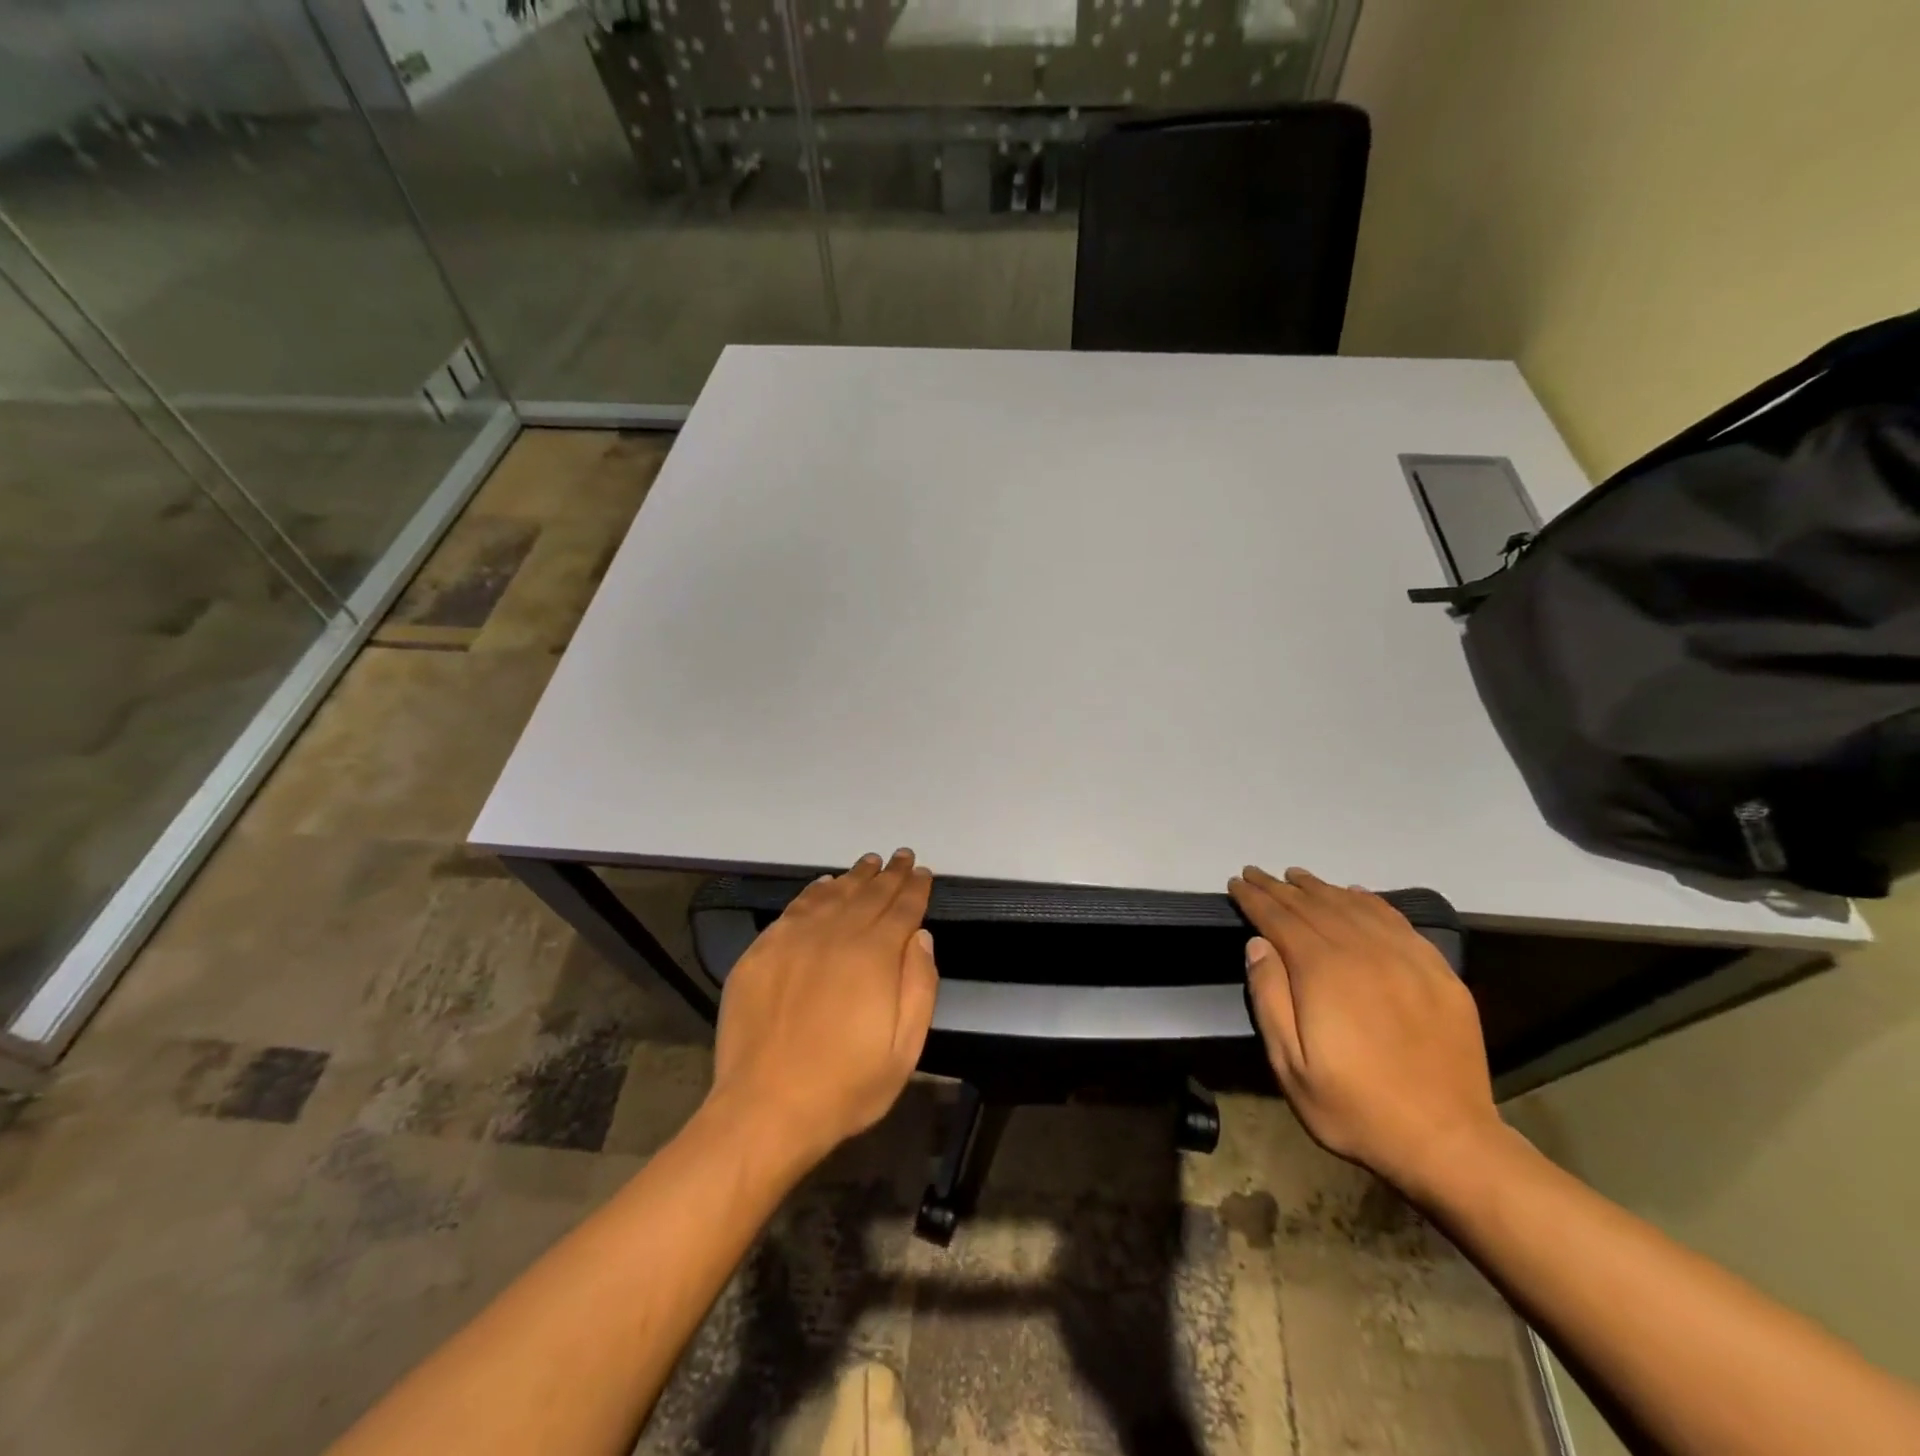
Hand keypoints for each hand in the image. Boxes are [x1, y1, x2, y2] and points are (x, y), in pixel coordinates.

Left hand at [708, 850, 939, 1167]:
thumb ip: (919, 986)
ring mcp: (793, 940)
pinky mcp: (761, 952)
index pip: (902, 909)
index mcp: (874, 956)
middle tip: (901, 856)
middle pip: (869, 894)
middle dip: (889, 874)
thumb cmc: (846, 1087)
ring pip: (832, 895)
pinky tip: (824, 885)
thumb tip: (920, 936)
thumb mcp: (905, 1049)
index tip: (923, 872)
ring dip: (854, 877)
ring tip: (869, 863)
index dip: (915, 888)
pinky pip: (794, 909)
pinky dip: (814, 891)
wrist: (765, 1109)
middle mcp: (835, 936)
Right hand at [1227, 865, 1501, 1199]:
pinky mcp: (1438, 973)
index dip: (1255, 899)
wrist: (1448, 1142)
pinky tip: (1356, 894)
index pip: (1280, 920)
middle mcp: (1364, 952)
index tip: (1236, 883)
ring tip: (1297, 877)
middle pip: (1314, 906)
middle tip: (1256, 873)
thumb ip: (1270, 998)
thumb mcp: (1290, 1065)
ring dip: (1321, 888)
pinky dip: (1370, 901)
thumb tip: (1258, 944)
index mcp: (1324, 972)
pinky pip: (1397, 921)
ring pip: (1354, 907)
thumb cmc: (1355, 1107)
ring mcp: (1406, 959)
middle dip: (1280, 888)